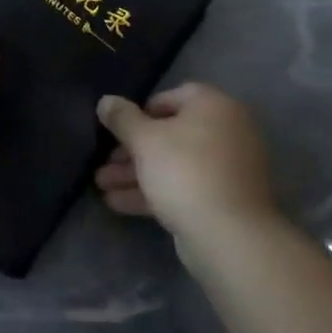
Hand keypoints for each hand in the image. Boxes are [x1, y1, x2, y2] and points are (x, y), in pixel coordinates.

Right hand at [94, 83, 274, 255]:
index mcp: (214, 107)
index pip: (174, 96)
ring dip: (137, 173)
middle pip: (171, 134)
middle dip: (132, 150)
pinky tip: (118, 203)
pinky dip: (155, 192)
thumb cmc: (185, 171)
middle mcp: (227, 132)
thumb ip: (122, 118)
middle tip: (105, 162)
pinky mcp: (224, 201)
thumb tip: (106, 101)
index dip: (142, 110)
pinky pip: (185, 188)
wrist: (229, 236)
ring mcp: (228, 169)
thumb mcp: (144, 140)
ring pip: (175, 164)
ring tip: (102, 185)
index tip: (119, 128)